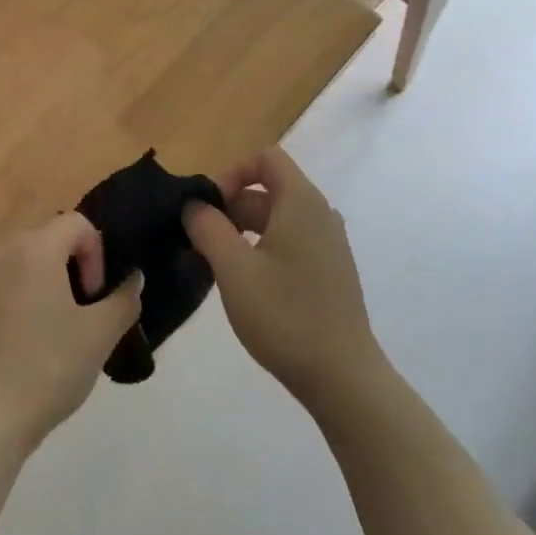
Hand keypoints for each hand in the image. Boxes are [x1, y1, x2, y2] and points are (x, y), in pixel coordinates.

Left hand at [0, 214, 141, 451]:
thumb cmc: (48, 366)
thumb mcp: (100, 334)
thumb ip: (124, 299)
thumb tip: (134, 279)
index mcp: (34, 248)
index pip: (77, 224)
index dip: (97, 254)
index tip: (96, 296)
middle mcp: (3, 251)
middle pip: (50, 238)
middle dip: (75, 267)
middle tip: (85, 311)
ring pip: (28, 261)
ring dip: (51, 282)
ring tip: (61, 326)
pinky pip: (7, 283)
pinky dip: (26, 296)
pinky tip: (34, 339)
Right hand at [183, 146, 382, 408]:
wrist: (342, 376)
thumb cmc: (285, 315)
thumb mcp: (234, 269)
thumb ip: (208, 228)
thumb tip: (194, 205)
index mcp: (302, 202)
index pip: (264, 158)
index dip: (230, 174)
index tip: (206, 209)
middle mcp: (320, 214)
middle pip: (268, 189)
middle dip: (229, 208)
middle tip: (198, 243)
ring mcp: (328, 244)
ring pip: (276, 220)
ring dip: (241, 232)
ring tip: (214, 265)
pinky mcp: (329, 271)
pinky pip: (289, 243)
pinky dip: (261, 250)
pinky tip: (244, 285)